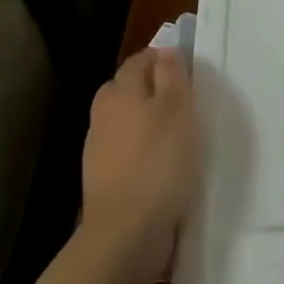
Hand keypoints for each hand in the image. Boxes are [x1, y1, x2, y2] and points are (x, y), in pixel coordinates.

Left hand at [80, 48, 198, 280]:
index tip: (186, 70)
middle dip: (148, 89)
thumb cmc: (158, 161)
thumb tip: (166, 51)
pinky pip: (124, 154)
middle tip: (180, 101)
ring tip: (174, 137)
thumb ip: (172, 75)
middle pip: (125, 89)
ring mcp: (98, 150)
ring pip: (123, 123)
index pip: (138, 61)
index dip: (161, 59)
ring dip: (143, 124)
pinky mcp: (102, 181)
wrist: (125, 232)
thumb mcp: (177, 108)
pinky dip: (140, 154)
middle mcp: (104, 115)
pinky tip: (160, 167)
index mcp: (121, 91)